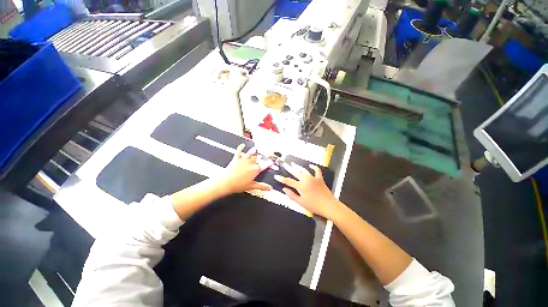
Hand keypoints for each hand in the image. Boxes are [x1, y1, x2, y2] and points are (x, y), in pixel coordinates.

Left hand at [215, 143, 271, 194]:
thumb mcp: (252, 186)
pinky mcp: (236, 158)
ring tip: (255, 148)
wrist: (226, 183)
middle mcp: (250, 163)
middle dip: (260, 157)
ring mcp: (244, 160)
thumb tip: (269, 188)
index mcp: (255, 170)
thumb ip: (262, 186)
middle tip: (263, 156)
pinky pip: (239, 151)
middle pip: (258, 158)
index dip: (268, 163)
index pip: (264, 165)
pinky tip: (242, 145)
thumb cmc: (238, 185)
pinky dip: (240, 147)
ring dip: (253, 150)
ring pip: (250, 153)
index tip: (271, 162)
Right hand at [274, 163, 340, 218]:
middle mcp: (306, 180)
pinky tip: (311, 165)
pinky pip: (317, 171)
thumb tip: (284, 189)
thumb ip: (292, 195)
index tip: (276, 176)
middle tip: (284, 164)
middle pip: (296, 173)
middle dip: (289, 169)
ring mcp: (313, 178)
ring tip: (293, 164)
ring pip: (304, 171)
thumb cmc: (314, 205)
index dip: (281, 179)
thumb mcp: (301, 203)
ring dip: (298, 167)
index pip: (288, 181)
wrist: (329, 206)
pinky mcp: (320, 179)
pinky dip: (314, 167)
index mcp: (301, 186)